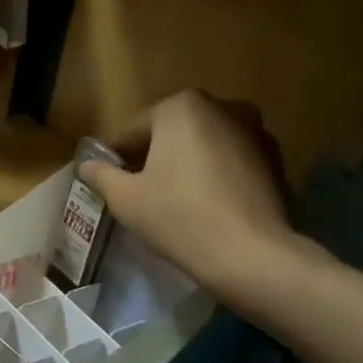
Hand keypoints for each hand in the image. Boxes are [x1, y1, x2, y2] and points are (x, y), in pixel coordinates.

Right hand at [78, 90, 323, 310]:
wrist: (253, 256)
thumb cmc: (179, 217)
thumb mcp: (125, 198)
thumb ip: (101, 175)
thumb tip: (85, 165)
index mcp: (181, 106)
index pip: (136, 130)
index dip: (120, 158)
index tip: (114, 183)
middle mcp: (222, 106)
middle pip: (173, 133)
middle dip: (157, 157)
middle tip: (144, 193)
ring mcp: (255, 132)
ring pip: (206, 146)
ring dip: (190, 165)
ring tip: (178, 202)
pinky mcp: (277, 161)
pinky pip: (233, 163)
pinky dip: (219, 177)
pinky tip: (210, 209)